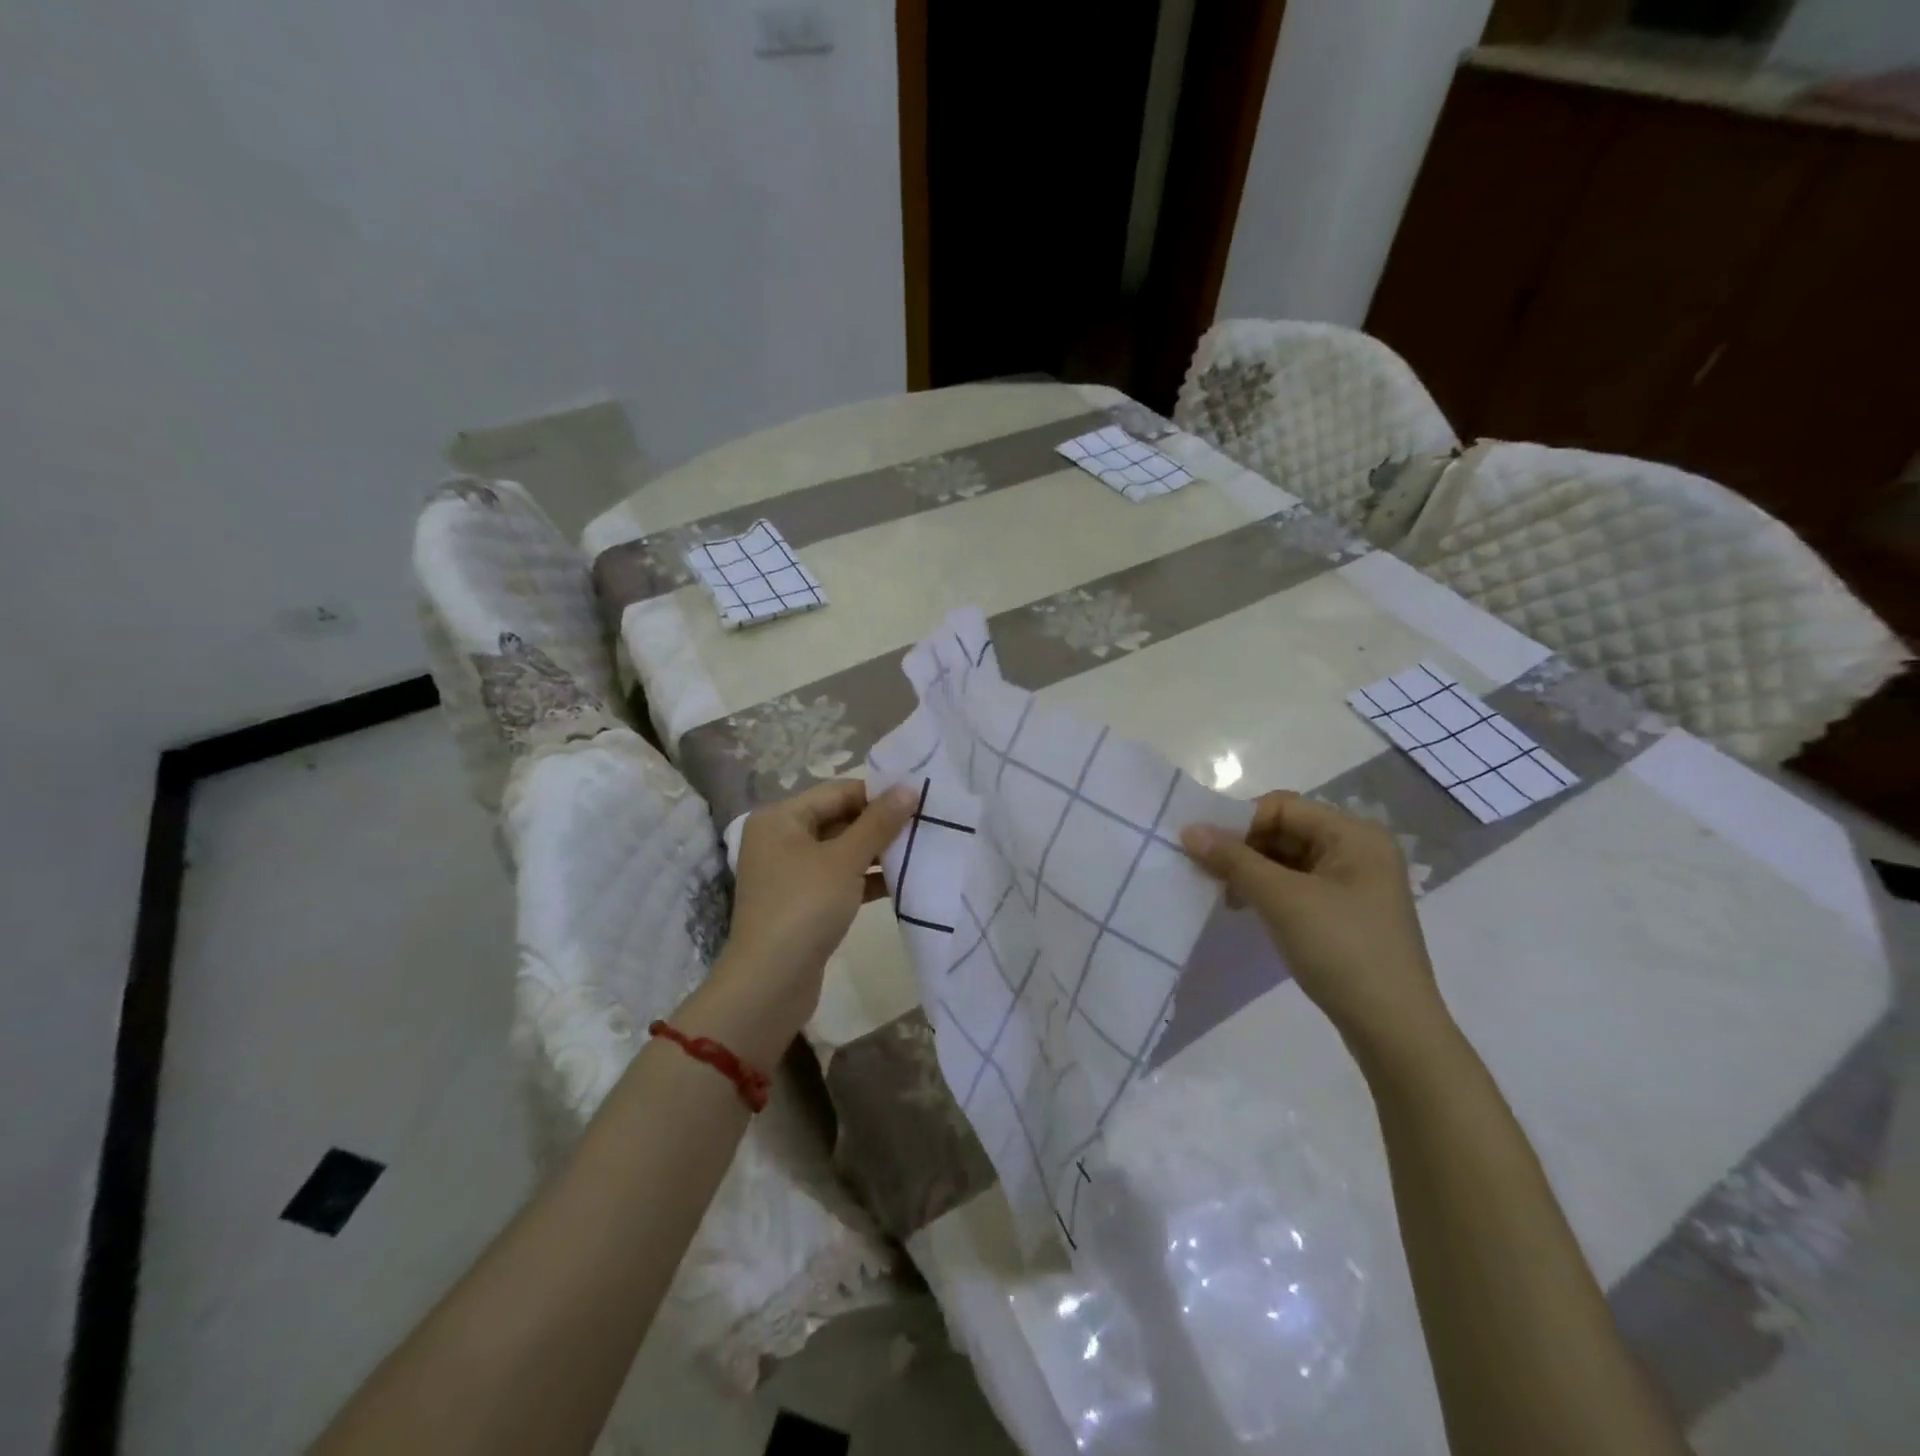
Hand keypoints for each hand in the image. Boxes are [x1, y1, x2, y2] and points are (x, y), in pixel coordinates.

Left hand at [694, 780, 915, 1060]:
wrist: (770, 983)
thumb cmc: (804, 907)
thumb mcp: (844, 860)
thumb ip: (878, 823)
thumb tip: (908, 788)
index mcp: (781, 818)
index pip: (838, 792)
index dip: (878, 794)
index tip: (920, 798)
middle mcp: (781, 839)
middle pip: (839, 819)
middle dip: (881, 824)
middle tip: (927, 823)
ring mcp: (791, 874)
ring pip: (842, 852)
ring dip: (878, 852)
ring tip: (923, 849)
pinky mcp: (804, 903)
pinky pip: (840, 879)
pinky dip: (867, 879)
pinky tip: (904, 882)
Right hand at [1180, 792, 1451, 1062]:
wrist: (1392, 1028)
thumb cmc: (1341, 949)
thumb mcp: (1281, 899)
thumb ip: (1233, 859)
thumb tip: (1189, 829)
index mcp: (1354, 834)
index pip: (1281, 807)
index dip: (1238, 822)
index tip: (1203, 850)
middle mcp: (1358, 849)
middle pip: (1284, 830)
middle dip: (1243, 848)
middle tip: (1207, 874)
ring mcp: (1355, 883)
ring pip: (1287, 859)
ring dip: (1251, 871)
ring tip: (1223, 896)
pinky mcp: (1346, 912)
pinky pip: (1297, 885)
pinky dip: (1268, 891)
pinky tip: (1245, 909)